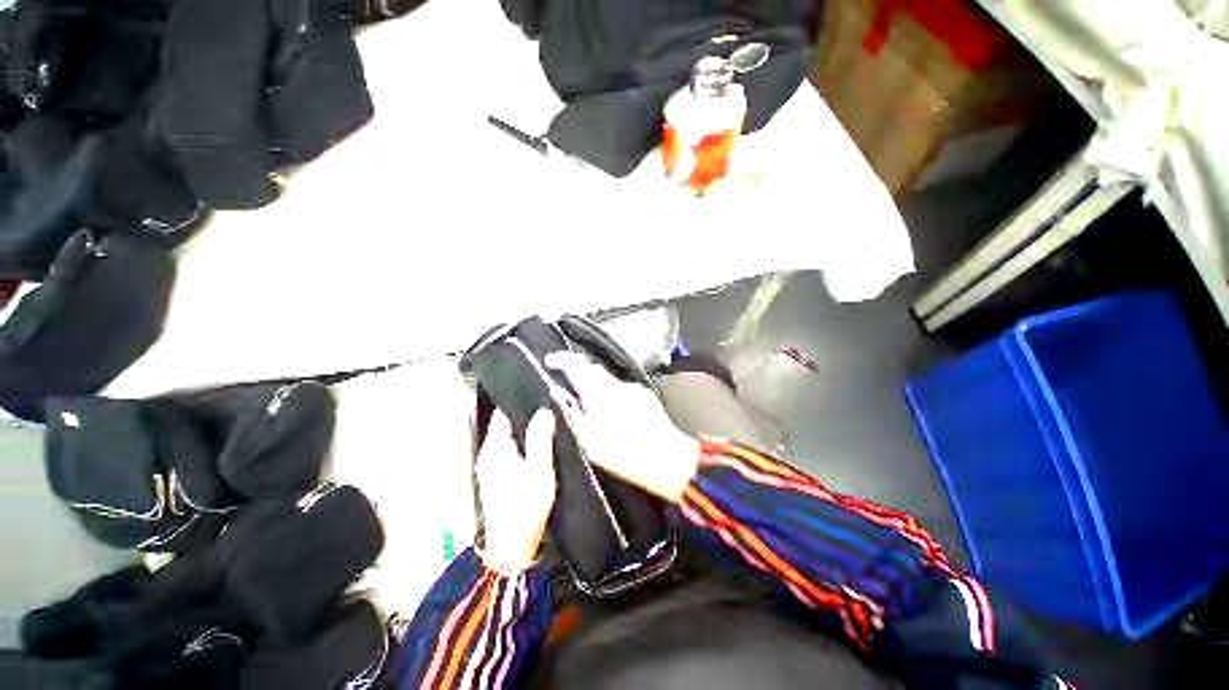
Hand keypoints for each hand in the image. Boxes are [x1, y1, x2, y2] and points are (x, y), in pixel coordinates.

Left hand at [475, 410, 556, 572]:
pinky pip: (509, 450)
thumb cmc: (526, 508)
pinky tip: (538, 448)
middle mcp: (488, 453)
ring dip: (525, 431)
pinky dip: (522, 445)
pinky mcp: (496, 476)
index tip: (540, 397)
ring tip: (547, 425)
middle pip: (505, 424)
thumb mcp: (539, 472)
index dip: (521, 404)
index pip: (503, 414)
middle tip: (549, 411)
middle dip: (525, 416)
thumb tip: (544, 411)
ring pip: (508, 437)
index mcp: (495, 448)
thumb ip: (541, 440)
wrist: (512, 548)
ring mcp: (490, 465)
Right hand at [546, 353, 700, 501]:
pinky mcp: (645, 393)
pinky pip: (622, 388)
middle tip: (571, 385)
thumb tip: (561, 396)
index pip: (577, 367)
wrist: (666, 458)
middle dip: (579, 372)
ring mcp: (633, 388)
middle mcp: (617, 385)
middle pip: (593, 369)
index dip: (562, 360)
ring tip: (595, 408)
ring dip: (597, 386)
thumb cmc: (624, 455)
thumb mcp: (590, 443)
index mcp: (600, 396)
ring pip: (608, 379)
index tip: (551, 361)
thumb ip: (574, 416)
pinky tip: (616, 413)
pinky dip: (613, 394)